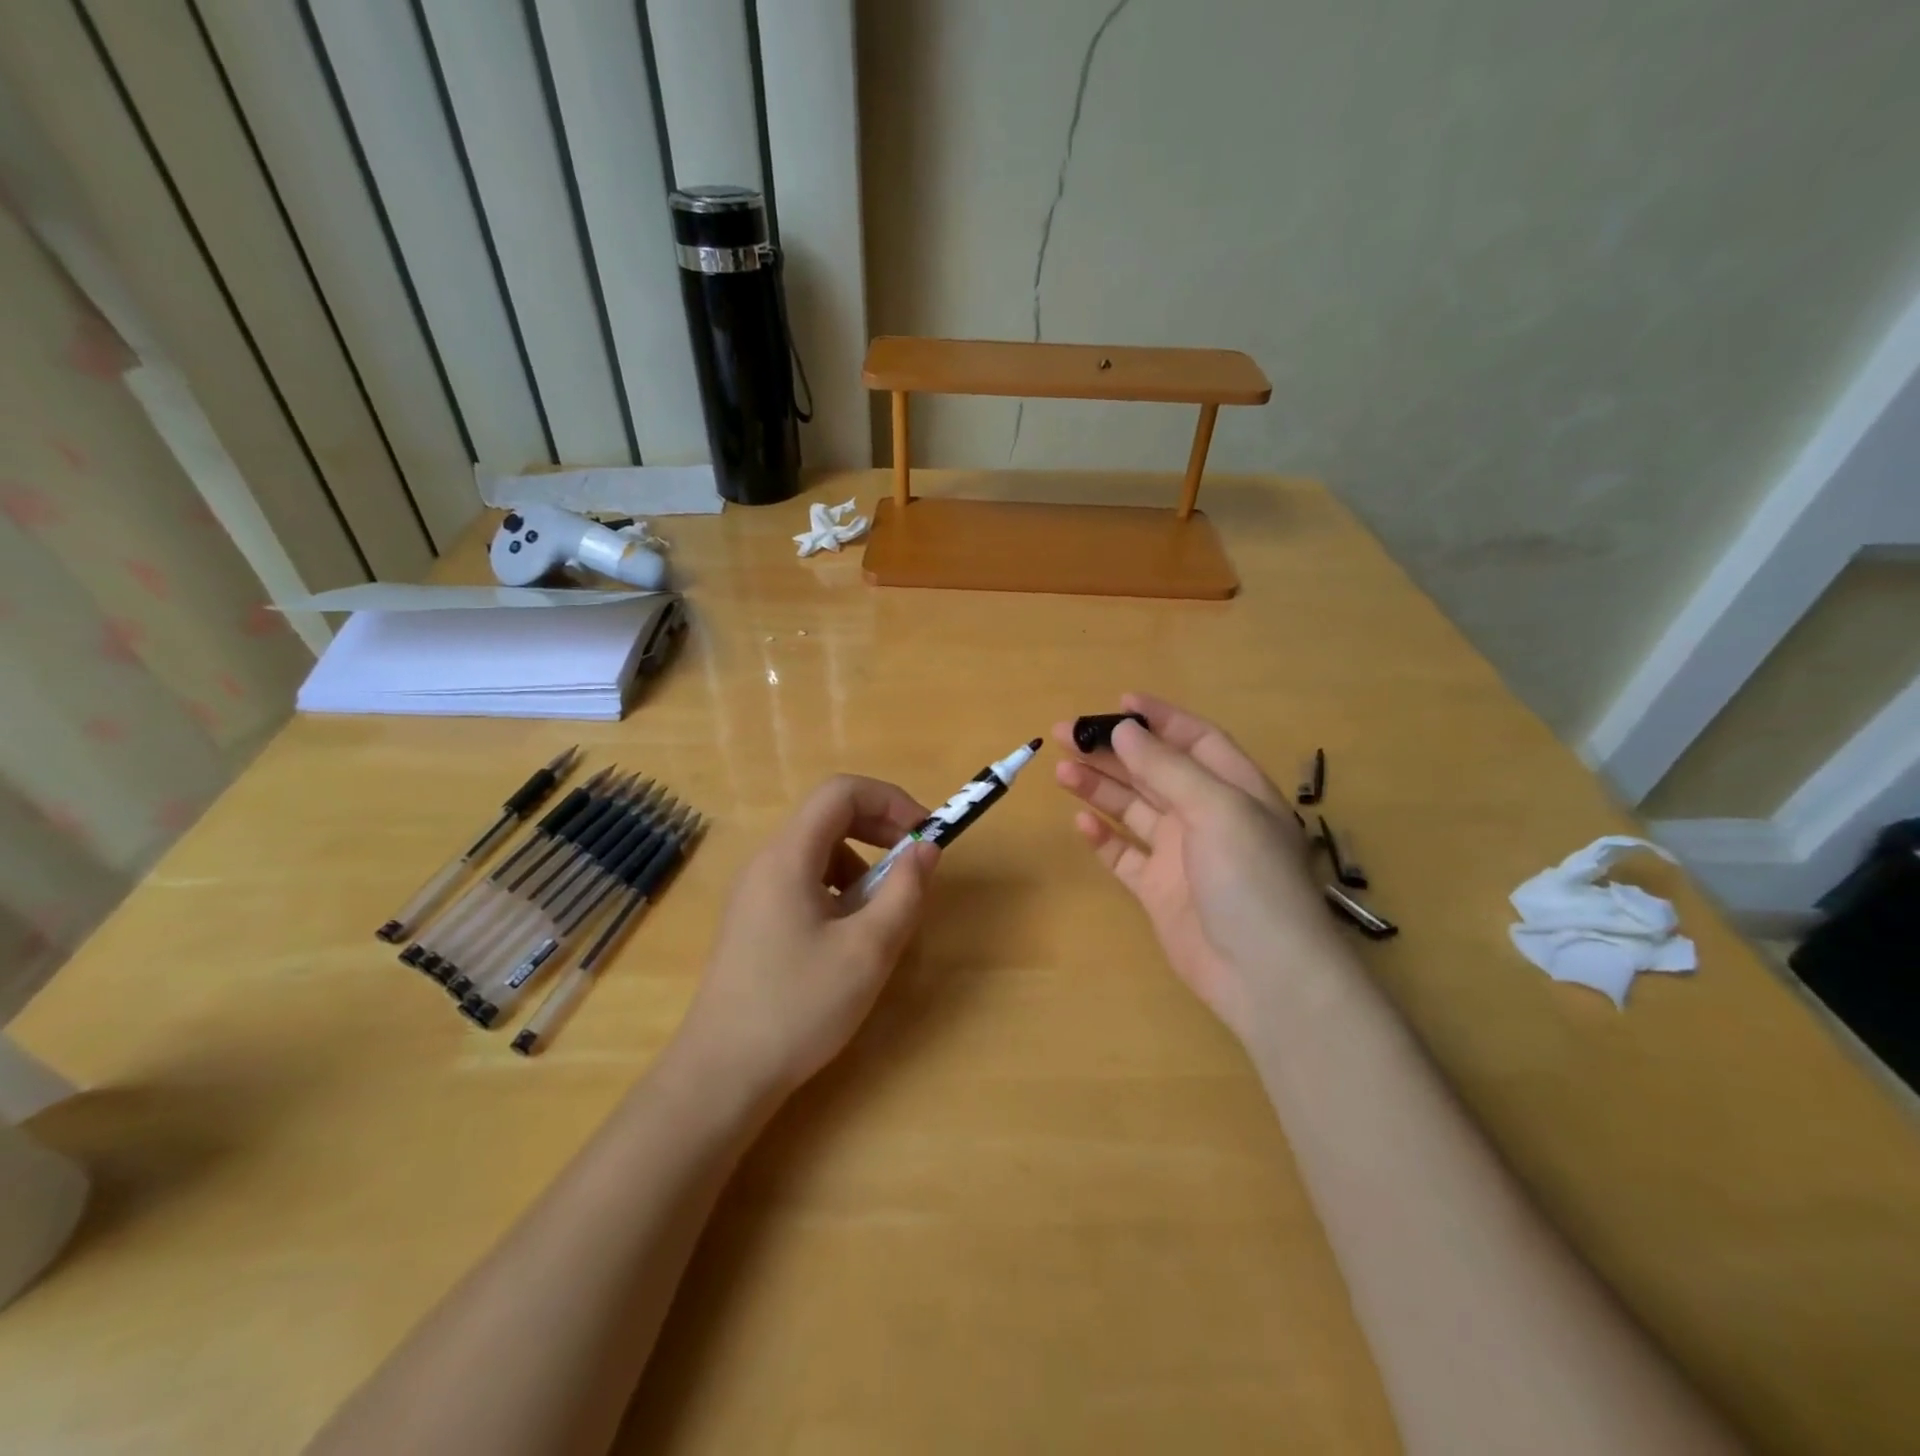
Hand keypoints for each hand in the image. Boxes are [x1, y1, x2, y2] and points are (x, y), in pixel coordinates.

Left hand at [678, 775, 939, 1097]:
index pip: (841, 792)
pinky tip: (848, 936)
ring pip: (819, 851)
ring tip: (883, 912)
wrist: (722, 1074)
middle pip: (829, 816)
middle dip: (880, 829)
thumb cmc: (798, 1007)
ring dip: (862, 864)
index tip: (924, 835)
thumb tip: (926, 847)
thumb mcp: (868, 950)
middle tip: (915, 864)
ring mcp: (755, 892)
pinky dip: (839, 890)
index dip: (890, 800)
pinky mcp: (754, 920)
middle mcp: (766, 862)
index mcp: (788, 857)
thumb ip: (904, 891)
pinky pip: (804, 881)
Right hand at [1054, 694, 1344, 1040]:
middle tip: (1065, 734)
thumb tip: (1125, 730)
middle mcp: (1207, 816)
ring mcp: (1180, 855)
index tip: (1117, 703)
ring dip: (1100, 787)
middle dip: (1113, 750)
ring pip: (1133, 809)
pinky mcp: (1158, 890)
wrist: (1263, 975)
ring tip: (1062, 771)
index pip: (1196, 741)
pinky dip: (1103, 837)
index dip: (1160, 720)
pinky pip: (1124, 855)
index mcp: (1235, 790)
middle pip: (1155, 772)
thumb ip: (1168, 769)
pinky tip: (1081, 822)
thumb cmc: (1251, 880)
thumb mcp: (1217, 810)